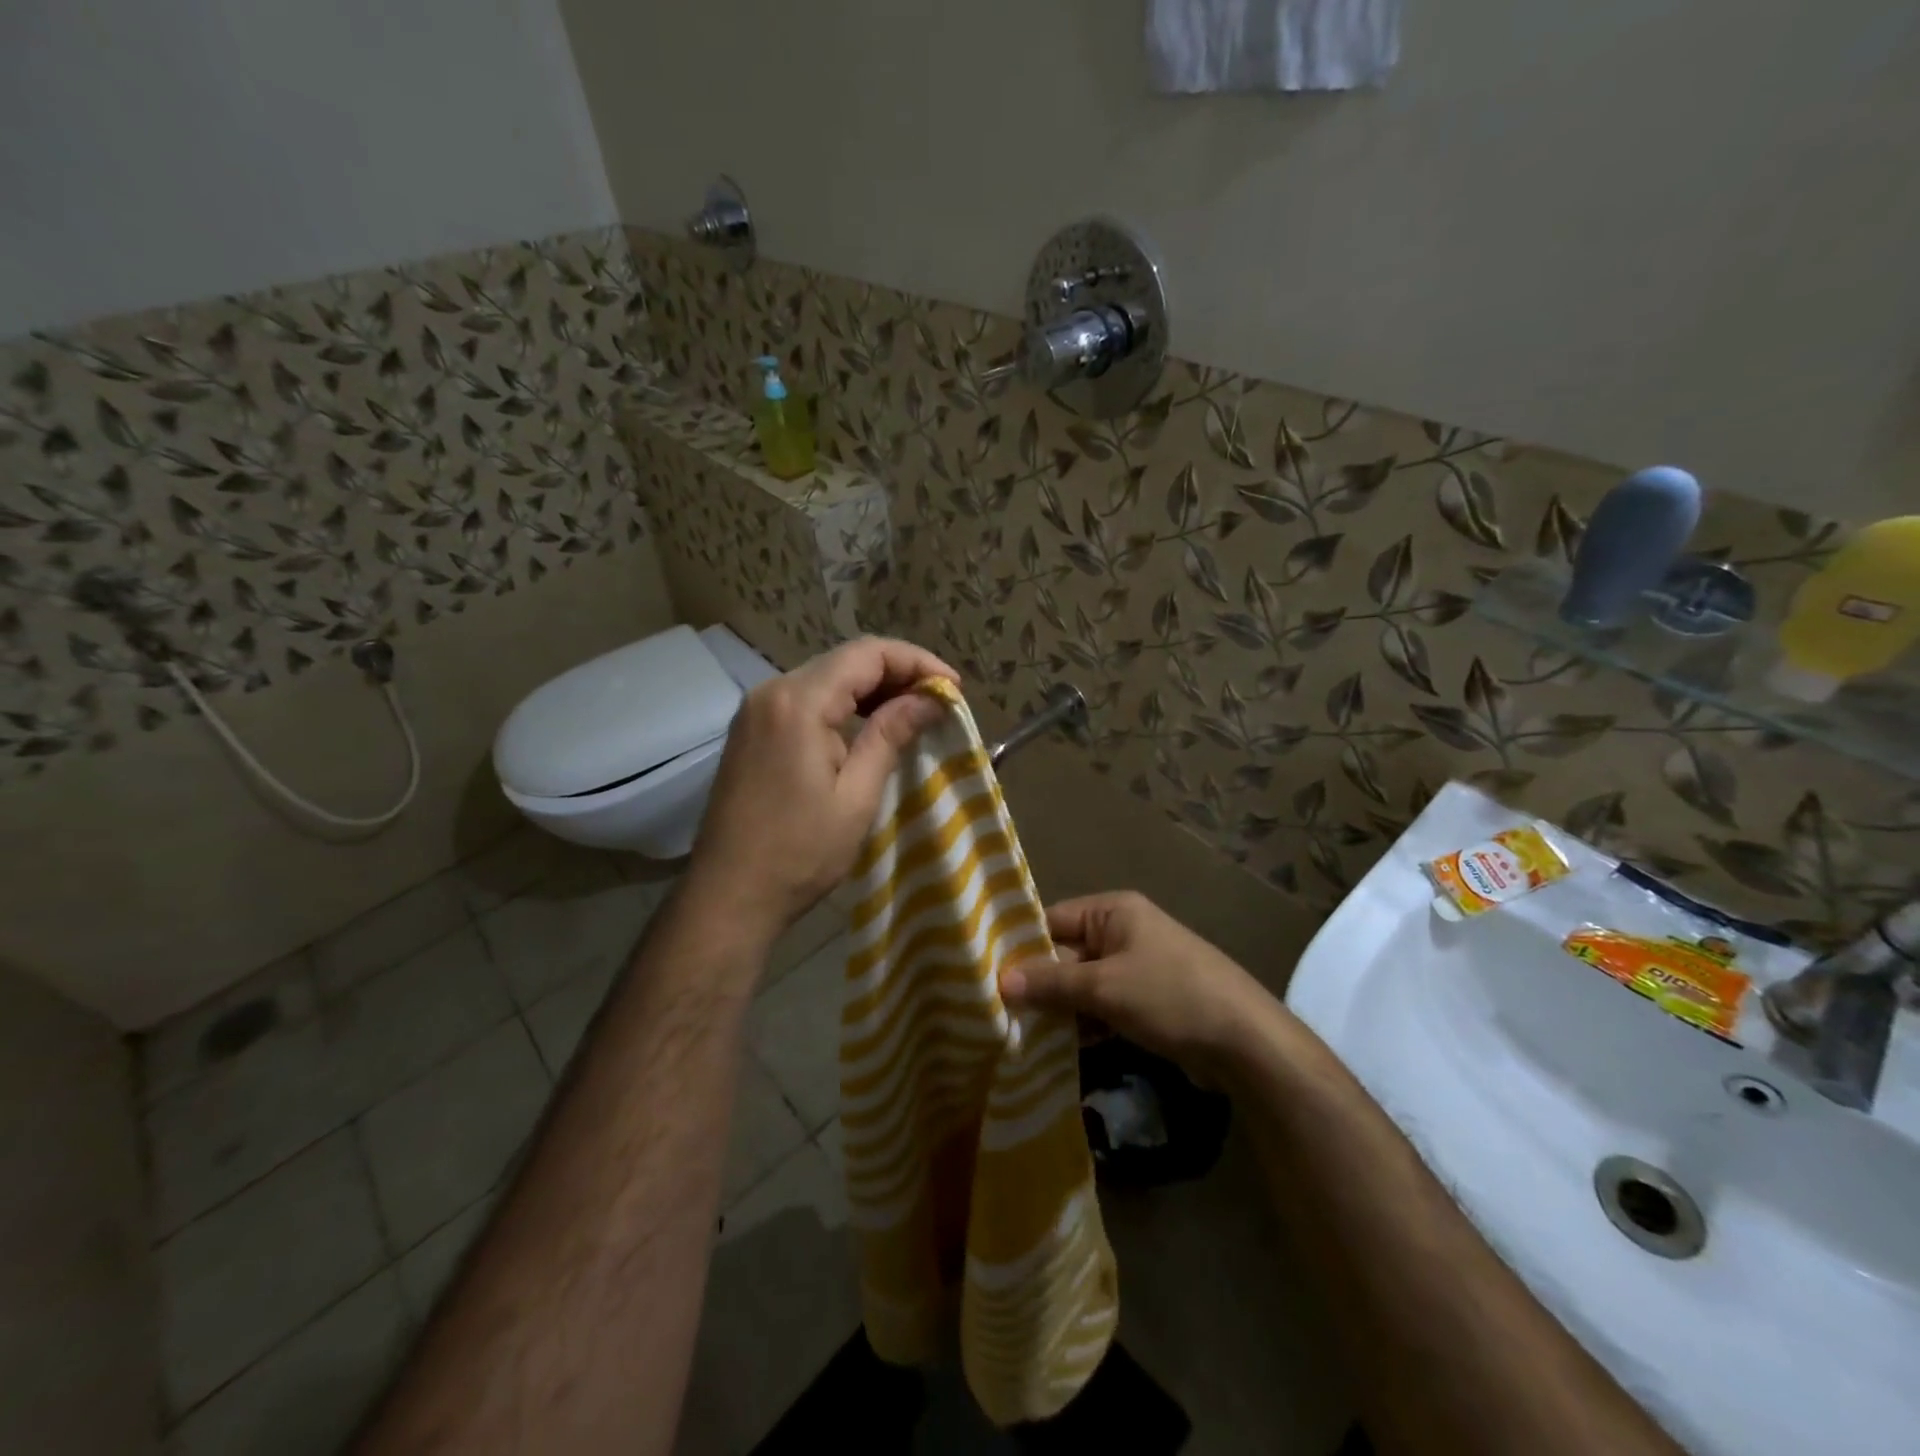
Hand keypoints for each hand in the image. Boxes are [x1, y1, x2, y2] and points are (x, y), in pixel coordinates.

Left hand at [686, 636, 956, 943]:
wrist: (728, 895)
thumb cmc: (799, 852)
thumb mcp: (857, 795)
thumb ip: (891, 735)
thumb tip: (930, 699)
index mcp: (797, 702)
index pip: (867, 654)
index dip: (916, 662)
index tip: (953, 689)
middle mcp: (771, 691)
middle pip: (845, 660)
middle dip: (897, 673)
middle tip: (939, 702)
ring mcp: (756, 711)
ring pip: (826, 678)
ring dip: (872, 689)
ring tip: (914, 713)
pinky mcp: (752, 731)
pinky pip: (806, 700)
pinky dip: (843, 705)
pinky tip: (869, 726)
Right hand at [1000, 892, 1278, 1077]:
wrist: (1246, 1042)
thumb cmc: (1170, 996)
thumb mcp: (1104, 988)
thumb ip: (1051, 984)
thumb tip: (1000, 981)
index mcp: (1114, 911)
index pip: (1053, 920)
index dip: (1021, 945)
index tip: (986, 972)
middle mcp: (1125, 931)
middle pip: (1067, 953)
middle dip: (1039, 982)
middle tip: (997, 1009)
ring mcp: (1139, 967)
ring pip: (1084, 984)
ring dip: (1060, 1007)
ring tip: (1018, 1032)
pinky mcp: (1149, 1001)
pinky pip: (1104, 1005)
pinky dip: (1084, 1022)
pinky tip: (1057, 1047)